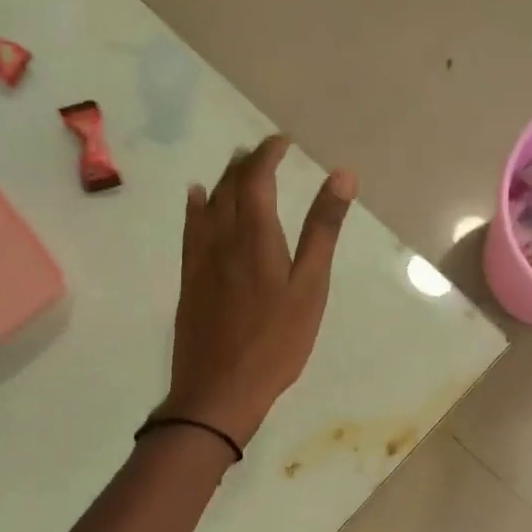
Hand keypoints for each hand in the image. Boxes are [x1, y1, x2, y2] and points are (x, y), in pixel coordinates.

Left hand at [157, 134, 357, 448]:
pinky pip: (190, 229)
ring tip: (238, 168)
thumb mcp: (310, 288)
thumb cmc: (276, 342)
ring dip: (224, 179)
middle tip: (266, 154)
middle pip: (230, 186)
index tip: (284, 142)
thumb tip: (341, 175)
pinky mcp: (190, 280)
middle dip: (248, 162)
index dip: (268, 153)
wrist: (219, 389)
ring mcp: (201, 259)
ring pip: (208, 204)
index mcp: (255, 235)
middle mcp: (222, 237)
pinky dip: (197, 206)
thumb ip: (323, 230)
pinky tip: (197, 199)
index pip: (256, 177)